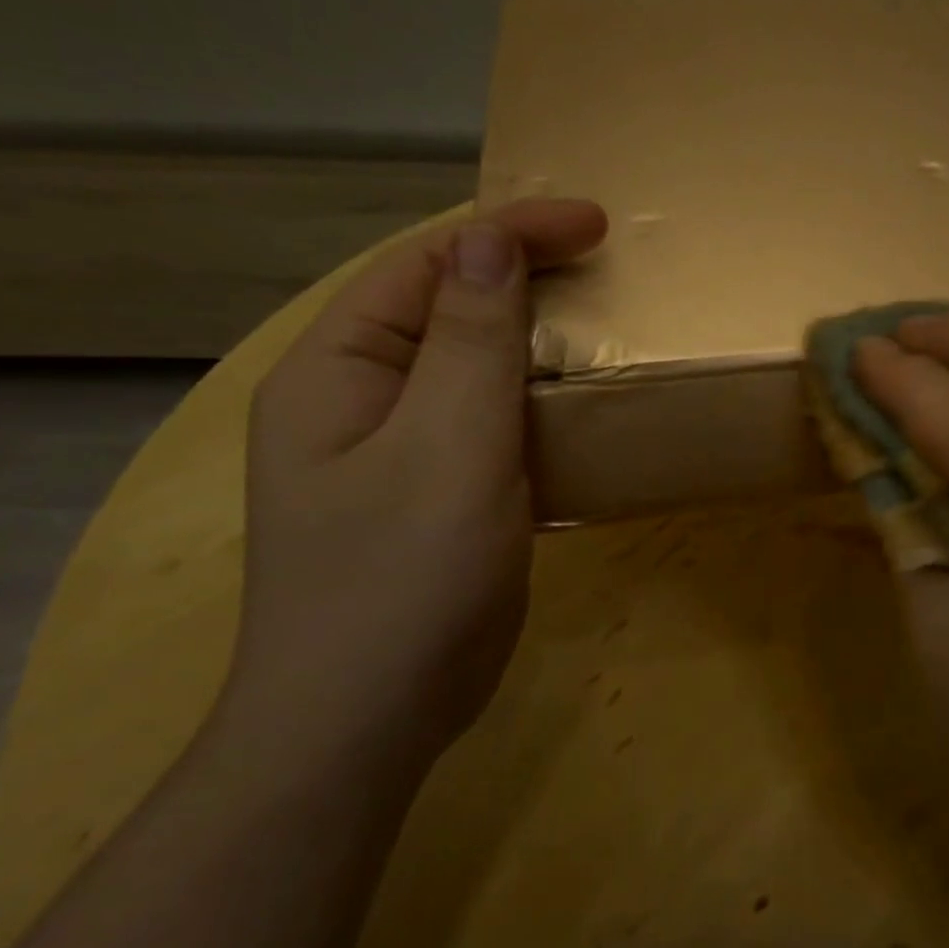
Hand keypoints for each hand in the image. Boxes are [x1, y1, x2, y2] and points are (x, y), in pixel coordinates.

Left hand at [223, 199, 608, 771]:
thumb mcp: (446, 445)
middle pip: (448, 306)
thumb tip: (490, 238)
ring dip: (538, 340)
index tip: (595, 225)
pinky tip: (583, 405)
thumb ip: (470, 339)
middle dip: (526, 277)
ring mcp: (400, 448)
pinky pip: (493, 419)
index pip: (428, 264)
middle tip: (608, 269)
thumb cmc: (402, 577)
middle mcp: (361, 396)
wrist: (370, 722)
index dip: (510, 230)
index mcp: (340, 368)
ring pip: (476, 365)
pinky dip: (540, 399)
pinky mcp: (440, 491)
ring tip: (607, 327)